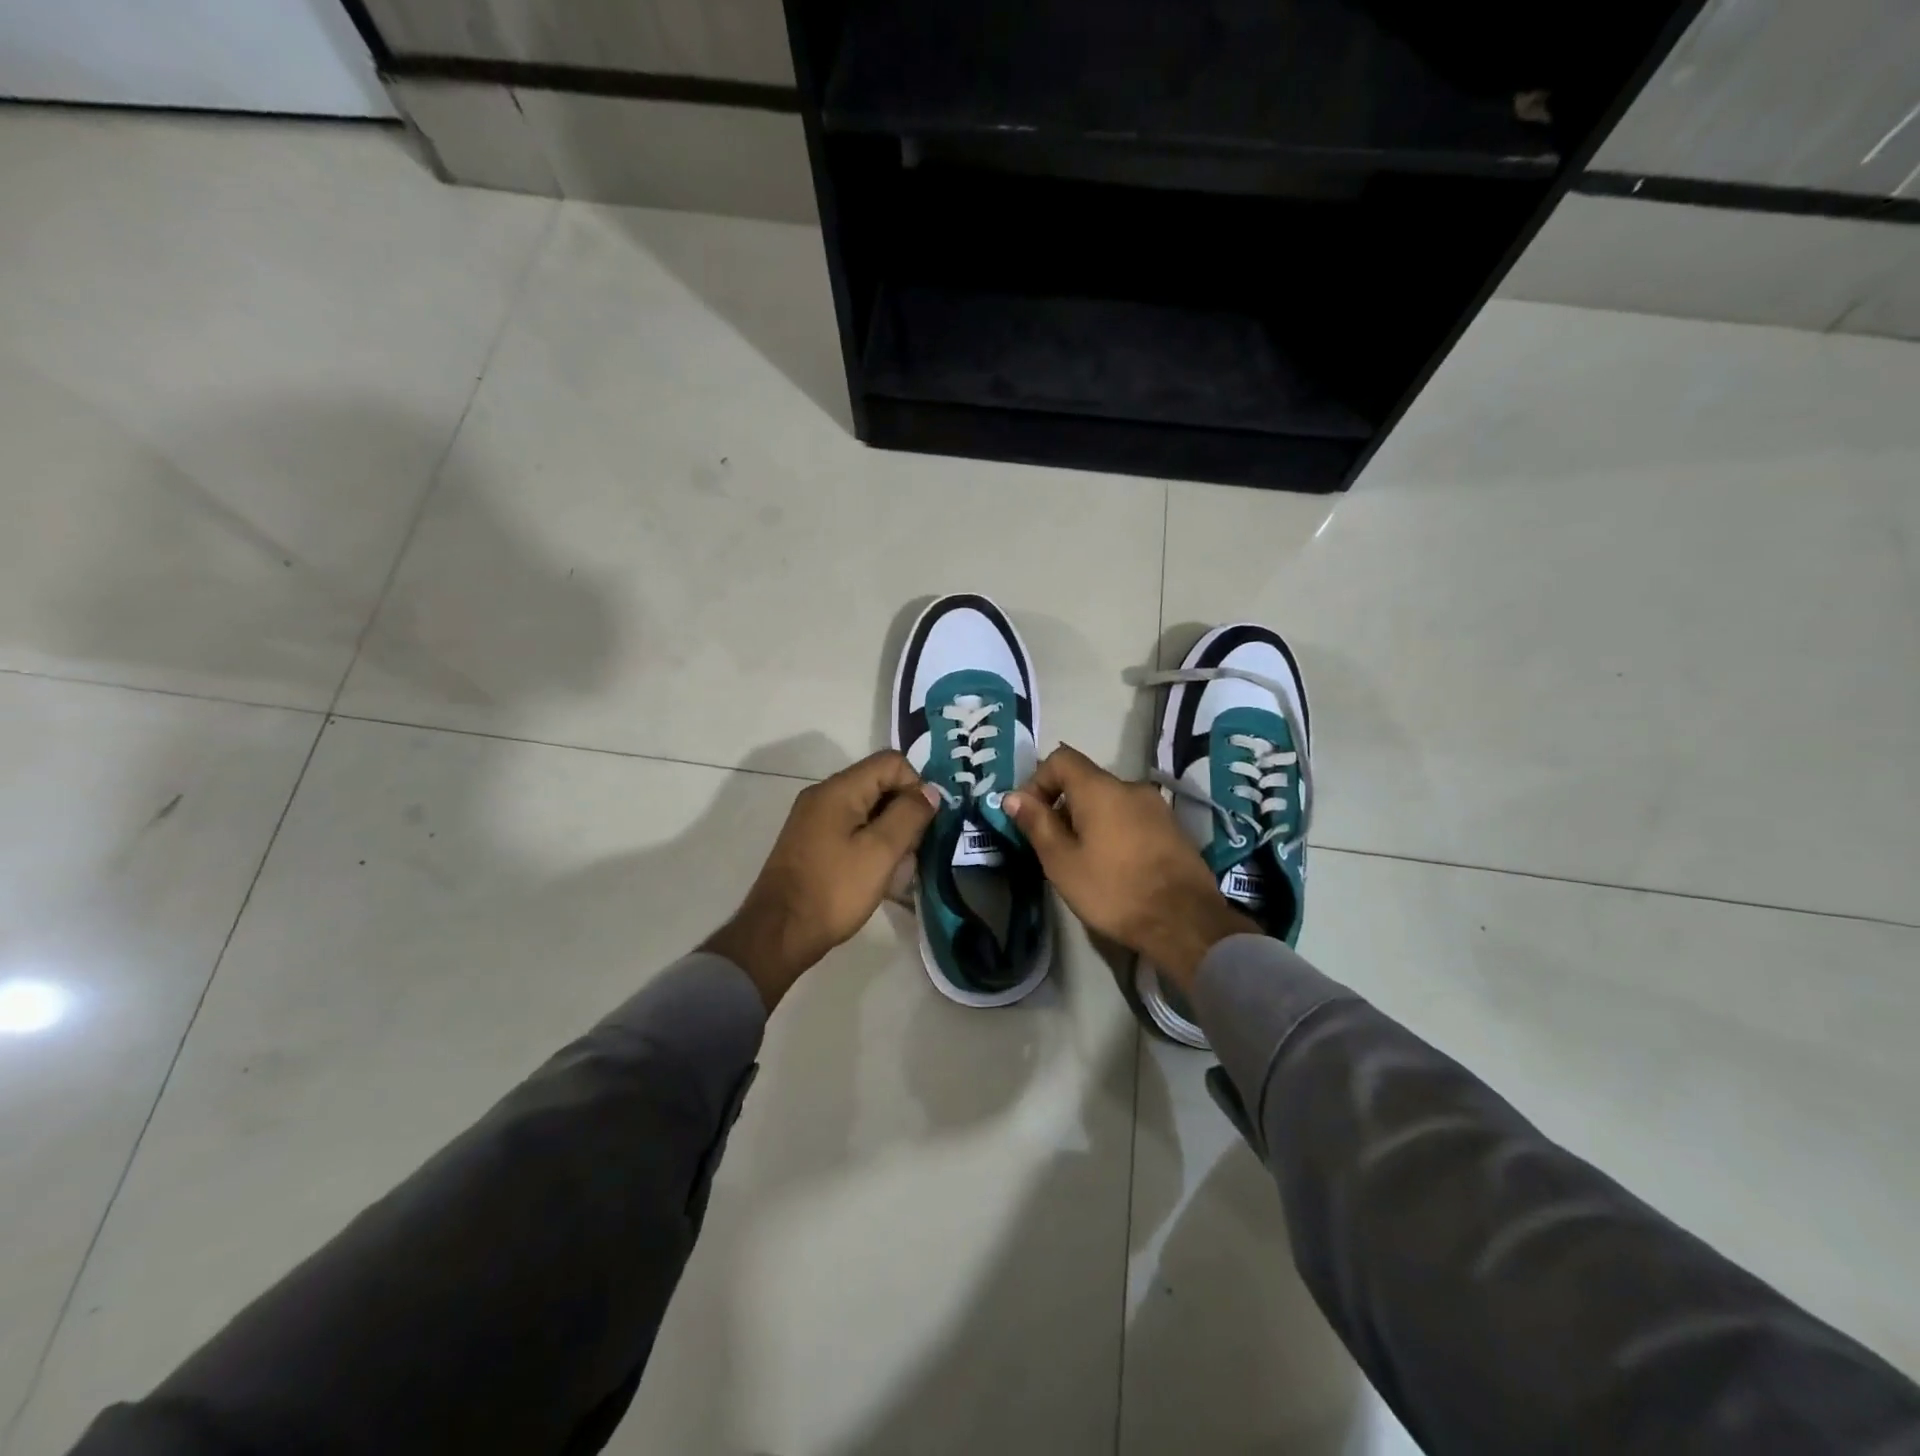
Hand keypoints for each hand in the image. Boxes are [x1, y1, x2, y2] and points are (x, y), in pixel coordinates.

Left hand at [703, 750, 939, 1009]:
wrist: (779, 934)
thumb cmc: (834, 890)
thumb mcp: (881, 852)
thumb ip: (909, 815)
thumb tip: (929, 791)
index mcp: (839, 790)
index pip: (891, 762)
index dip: (916, 786)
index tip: (925, 824)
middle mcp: (823, 795)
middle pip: (879, 784)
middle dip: (904, 812)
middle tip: (912, 851)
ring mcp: (814, 819)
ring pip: (868, 810)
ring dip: (890, 833)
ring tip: (897, 869)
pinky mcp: (812, 842)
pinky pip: (852, 829)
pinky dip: (871, 845)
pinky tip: (877, 875)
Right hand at [1004, 745, 1255, 988]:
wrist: (1185, 922)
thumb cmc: (1114, 890)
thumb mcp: (1062, 861)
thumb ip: (1037, 823)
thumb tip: (1013, 796)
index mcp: (1100, 789)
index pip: (1061, 759)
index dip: (1038, 781)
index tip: (1031, 817)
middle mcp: (1131, 787)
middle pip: (1085, 781)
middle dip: (1062, 807)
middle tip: (1054, 848)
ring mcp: (1157, 807)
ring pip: (1109, 801)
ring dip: (1089, 821)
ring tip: (1083, 861)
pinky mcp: (1172, 828)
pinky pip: (1131, 817)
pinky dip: (1114, 831)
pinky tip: (1114, 866)